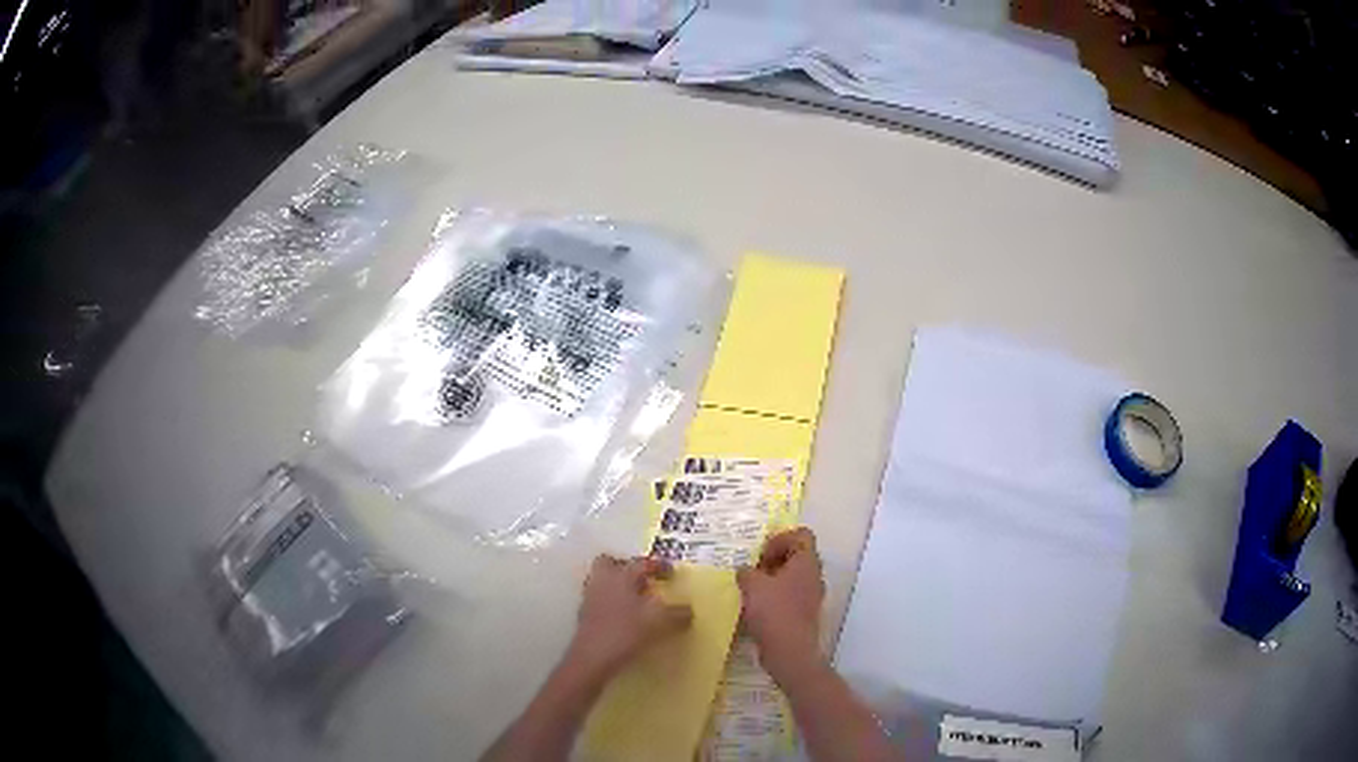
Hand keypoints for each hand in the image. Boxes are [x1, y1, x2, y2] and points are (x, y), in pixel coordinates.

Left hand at [567, 555, 693, 677]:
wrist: (593, 657)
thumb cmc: (626, 632)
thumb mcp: (660, 622)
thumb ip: (678, 614)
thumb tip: (689, 611)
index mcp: (622, 576)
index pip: (641, 562)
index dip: (659, 566)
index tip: (671, 574)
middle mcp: (603, 581)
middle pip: (610, 563)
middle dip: (626, 568)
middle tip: (644, 581)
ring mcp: (590, 597)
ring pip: (603, 581)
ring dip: (618, 587)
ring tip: (635, 601)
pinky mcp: (584, 615)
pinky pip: (599, 599)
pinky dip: (611, 603)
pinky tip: (624, 618)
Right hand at [737, 528, 825, 679]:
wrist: (789, 650)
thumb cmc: (773, 611)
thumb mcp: (752, 585)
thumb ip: (747, 572)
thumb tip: (745, 571)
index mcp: (807, 562)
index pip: (801, 535)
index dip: (780, 539)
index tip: (761, 555)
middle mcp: (814, 575)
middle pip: (797, 555)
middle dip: (774, 559)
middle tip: (753, 571)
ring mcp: (812, 595)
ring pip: (793, 577)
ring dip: (773, 579)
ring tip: (751, 589)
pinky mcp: (805, 613)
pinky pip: (791, 595)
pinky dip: (775, 596)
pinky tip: (757, 607)